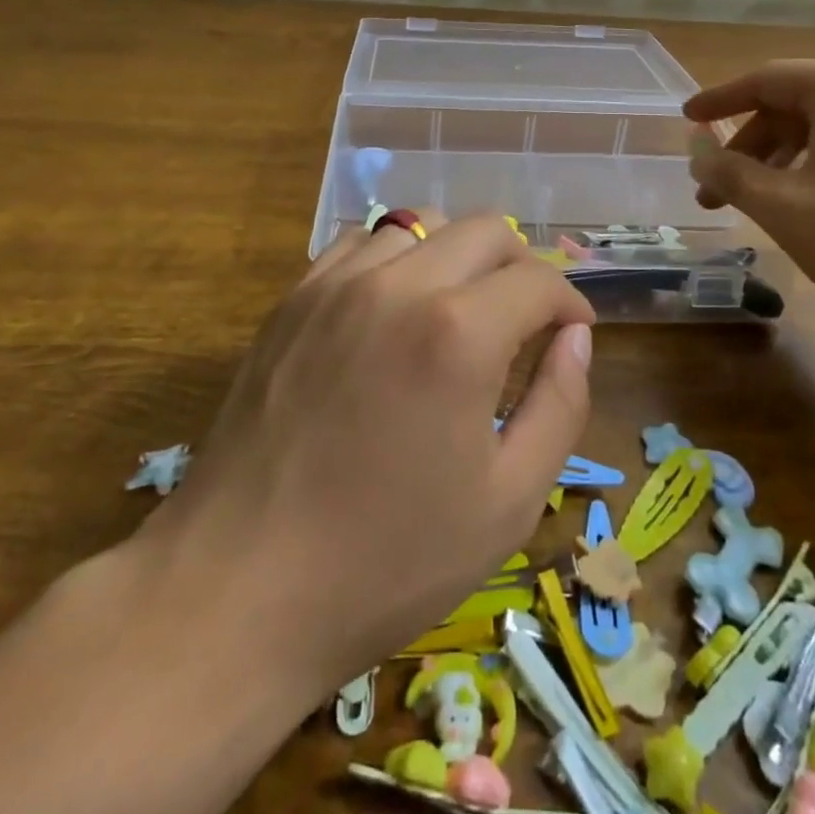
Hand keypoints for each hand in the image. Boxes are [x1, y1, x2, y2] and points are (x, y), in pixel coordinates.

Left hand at [138, 213, 594, 700]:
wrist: (239, 588)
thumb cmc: (387, 561)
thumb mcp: (508, 502)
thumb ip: (559, 405)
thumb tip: (575, 337)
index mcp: (459, 333)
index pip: (538, 281)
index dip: (571, 302)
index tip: (574, 331)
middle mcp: (399, 285)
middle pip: (486, 230)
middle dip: (522, 266)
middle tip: (527, 317)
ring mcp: (337, 284)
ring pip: (421, 225)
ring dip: (458, 255)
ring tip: (462, 307)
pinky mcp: (294, 299)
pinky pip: (361, 244)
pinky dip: (396, 258)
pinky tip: (395, 307)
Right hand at [684, 58, 814, 327]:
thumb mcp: (782, 205)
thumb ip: (728, 173)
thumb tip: (697, 153)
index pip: (764, 80)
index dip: (718, 102)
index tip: (685, 122)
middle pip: (793, 107)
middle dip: (747, 149)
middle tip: (714, 192)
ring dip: (778, 165)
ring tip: (755, 207)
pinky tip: (805, 211)